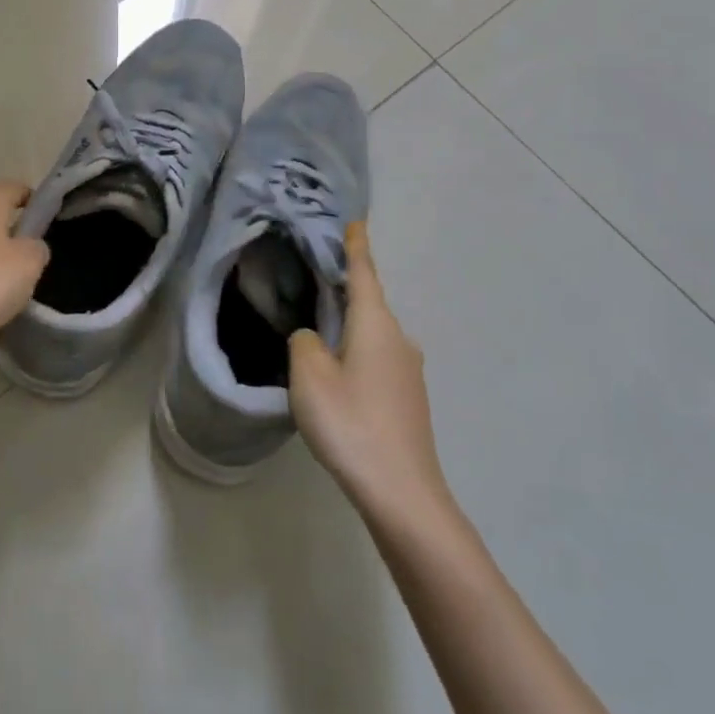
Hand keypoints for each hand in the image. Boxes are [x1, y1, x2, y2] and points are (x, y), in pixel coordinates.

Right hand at [289, 223, 446, 516]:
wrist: (402, 491)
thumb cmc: (351, 422)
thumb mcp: (309, 376)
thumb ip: (305, 343)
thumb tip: (314, 337)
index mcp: (376, 324)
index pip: (364, 273)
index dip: (356, 247)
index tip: (355, 222)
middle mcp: (399, 338)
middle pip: (369, 303)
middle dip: (345, 289)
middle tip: (315, 278)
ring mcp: (409, 369)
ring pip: (373, 334)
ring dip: (349, 326)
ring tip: (319, 330)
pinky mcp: (409, 397)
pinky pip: (378, 358)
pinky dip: (357, 351)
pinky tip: (339, 375)